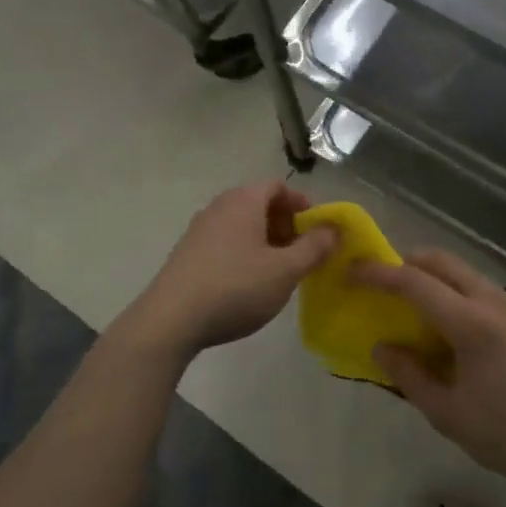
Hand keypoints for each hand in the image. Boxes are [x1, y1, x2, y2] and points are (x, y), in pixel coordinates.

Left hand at [134, 181, 338, 354]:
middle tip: (302, 253)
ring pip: (242, 225)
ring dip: (265, 241)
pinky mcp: (187, 253)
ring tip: (279, 271)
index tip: (317, 230)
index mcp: (243, 201)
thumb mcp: (285, 270)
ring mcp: (199, 229)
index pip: (278, 186)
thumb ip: (314, 247)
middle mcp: (219, 206)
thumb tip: (334, 229)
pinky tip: (248, 284)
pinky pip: (225, 242)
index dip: (302, 204)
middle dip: (286, 224)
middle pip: (259, 203)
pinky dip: (244, 253)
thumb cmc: (236, 288)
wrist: (171, 320)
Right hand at [354, 251, 505, 500]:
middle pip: (445, 262)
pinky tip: (456, 328)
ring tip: (416, 305)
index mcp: (472, 323)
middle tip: (383, 280)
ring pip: (469, 274)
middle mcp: (496, 304)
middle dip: (409, 262)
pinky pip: (487, 293)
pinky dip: (460, 293)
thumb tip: (382, 348)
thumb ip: (410, 376)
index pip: (415, 283)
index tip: (354, 272)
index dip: (380, 274)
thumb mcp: (450, 415)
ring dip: (437, 277)